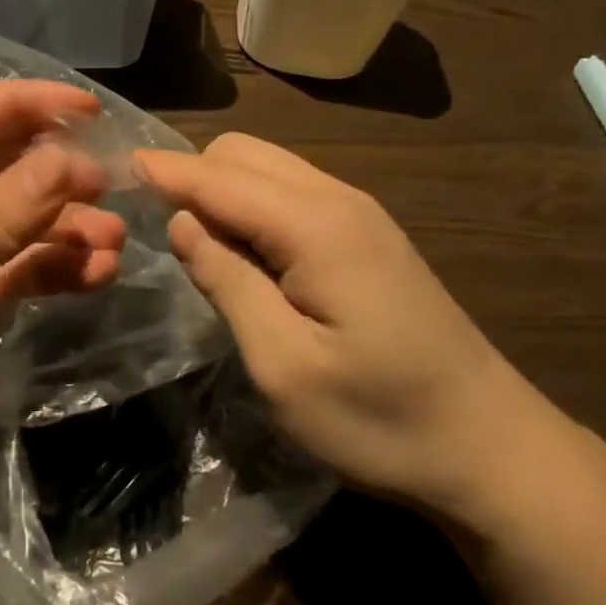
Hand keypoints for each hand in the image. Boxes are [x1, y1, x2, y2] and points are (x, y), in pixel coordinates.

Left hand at [0, 80, 126, 529]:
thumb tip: (71, 163)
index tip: (93, 110)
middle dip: (53, 177)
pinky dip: (47, 272)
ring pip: (9, 227)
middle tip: (115, 188)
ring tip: (112, 245)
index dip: (27, 106)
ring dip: (59, 230)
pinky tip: (91, 275)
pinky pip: (8, 275)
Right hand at [136, 133, 564, 522]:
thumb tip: (183, 223)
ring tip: (191, 242)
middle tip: (151, 224)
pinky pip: (292, 195)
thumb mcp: (284, 364)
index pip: (218, 178)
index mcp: (315, 225)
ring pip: (269, 169)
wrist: (492, 449)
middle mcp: (338, 200)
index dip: (164, 171)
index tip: (113, 165)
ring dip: (222, 190)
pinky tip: (244, 254)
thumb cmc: (380, 419)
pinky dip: (252, 208)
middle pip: (243, 155)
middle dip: (192, 176)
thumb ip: (227, 282)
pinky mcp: (369, 238)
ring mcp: (360, 216)